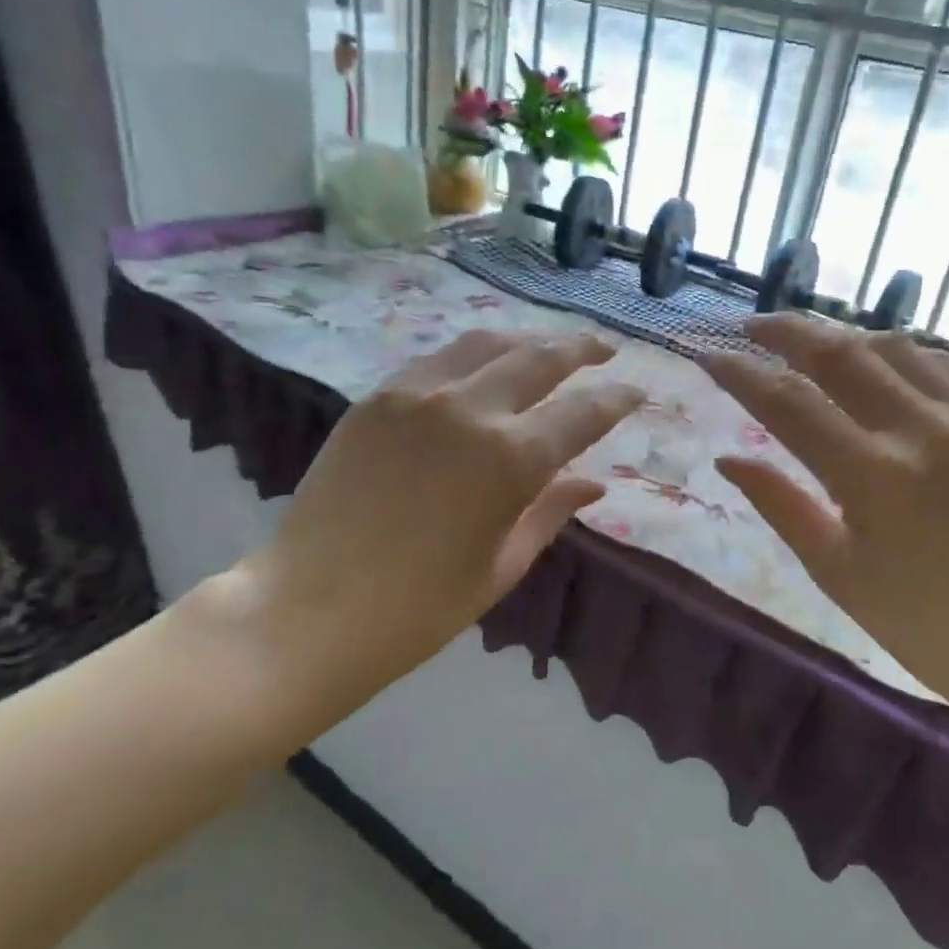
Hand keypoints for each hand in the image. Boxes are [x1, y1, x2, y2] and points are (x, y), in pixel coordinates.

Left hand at [213, 329, 642, 726]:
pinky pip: (438, 359)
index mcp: (513, 459)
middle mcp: (471, 409)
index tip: (636, 391)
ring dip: (528, 340)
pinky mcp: (379, 398)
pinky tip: (483, 365)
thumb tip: (593, 483)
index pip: (584, 412)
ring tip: (548, 346)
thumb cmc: (420, 607)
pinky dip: (473, 355)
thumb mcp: (502, 565)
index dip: (617, 399)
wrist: (311, 609)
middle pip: (541, 358)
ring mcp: (418, 395)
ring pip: (487, 342)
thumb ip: (551, 512)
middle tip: (604, 349)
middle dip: (581, 349)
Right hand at [702, 315, 948, 725]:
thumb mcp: (835, 571)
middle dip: (784, 330)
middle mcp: (922, 432)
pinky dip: (896, 353)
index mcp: (873, 478)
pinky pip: (941, 364)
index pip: (787, 402)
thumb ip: (778, 504)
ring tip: (808, 344)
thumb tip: (727, 459)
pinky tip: (876, 363)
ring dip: (840, 336)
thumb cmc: (921, 625)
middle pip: (838, 352)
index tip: (708, 356)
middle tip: (750, 326)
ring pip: (891, 345)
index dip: (740, 373)